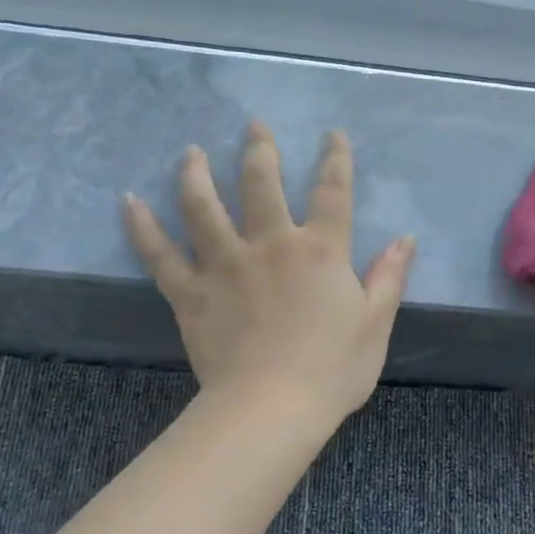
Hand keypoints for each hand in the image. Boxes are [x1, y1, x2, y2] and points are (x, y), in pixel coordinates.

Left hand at [123, 122, 415, 439]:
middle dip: (259, 149)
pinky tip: (130, 202)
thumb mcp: (375, 323)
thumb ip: (389, 277)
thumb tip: (405, 238)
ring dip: (197, 174)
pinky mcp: (190, 292)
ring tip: (192, 152)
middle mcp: (270, 244)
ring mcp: (225, 265)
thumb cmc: (332, 370)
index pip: (332, 192)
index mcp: (319, 250)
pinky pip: (160, 254)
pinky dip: (142, 227)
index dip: (335, 159)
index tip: (331, 134)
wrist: (271, 408)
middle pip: (262, 183)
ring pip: (204, 206)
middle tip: (253, 125)